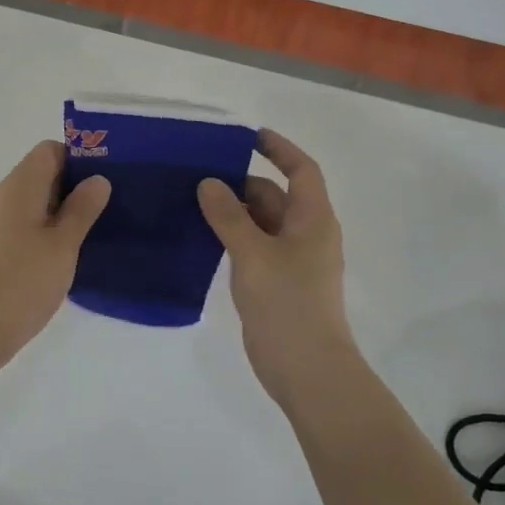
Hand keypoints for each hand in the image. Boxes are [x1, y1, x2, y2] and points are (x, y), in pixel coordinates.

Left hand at [0, 141, 109, 369]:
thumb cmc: (22, 280)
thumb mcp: (63, 243)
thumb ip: (82, 208)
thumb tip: (98, 179)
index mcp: (22, 185)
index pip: (51, 150)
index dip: (80, 158)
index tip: (108, 178)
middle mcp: (9, 197)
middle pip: (46, 174)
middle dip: (78, 185)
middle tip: (114, 204)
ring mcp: (3, 223)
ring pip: (41, 203)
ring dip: (68, 211)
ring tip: (102, 228)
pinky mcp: (2, 248)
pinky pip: (33, 226)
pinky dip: (54, 231)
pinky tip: (75, 252)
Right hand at [198, 130, 358, 406]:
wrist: (306, 368)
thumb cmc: (287, 303)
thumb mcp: (253, 253)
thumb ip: (229, 216)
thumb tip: (209, 183)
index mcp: (312, 219)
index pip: (300, 170)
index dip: (279, 148)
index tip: (247, 136)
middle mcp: (305, 234)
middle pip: (275, 195)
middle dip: (241, 182)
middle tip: (198, 173)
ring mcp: (291, 260)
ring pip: (261, 223)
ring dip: (233, 211)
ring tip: (191, 200)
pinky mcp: (275, 282)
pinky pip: (253, 247)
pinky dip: (232, 237)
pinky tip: (201, 237)